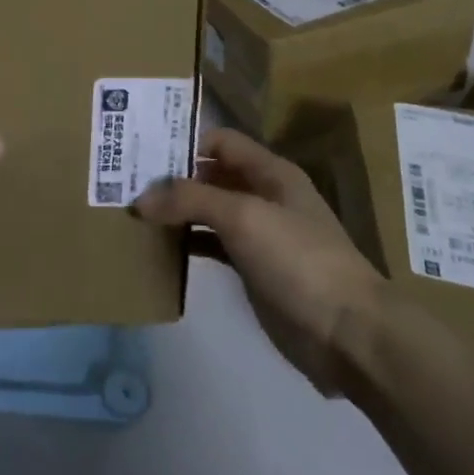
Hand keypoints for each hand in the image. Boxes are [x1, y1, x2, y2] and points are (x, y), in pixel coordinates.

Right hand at [136, 128, 381, 394]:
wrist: (348, 333)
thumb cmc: (299, 259)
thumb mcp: (244, 216)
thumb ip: (190, 199)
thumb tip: (141, 198)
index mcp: (270, 172)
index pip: (220, 141)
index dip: (185, 143)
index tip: (142, 153)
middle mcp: (264, 195)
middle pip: (211, 175)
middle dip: (173, 178)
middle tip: (125, 184)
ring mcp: (259, 234)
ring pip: (208, 211)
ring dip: (176, 211)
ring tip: (133, 214)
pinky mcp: (253, 269)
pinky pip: (212, 244)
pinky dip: (187, 243)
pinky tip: (159, 249)